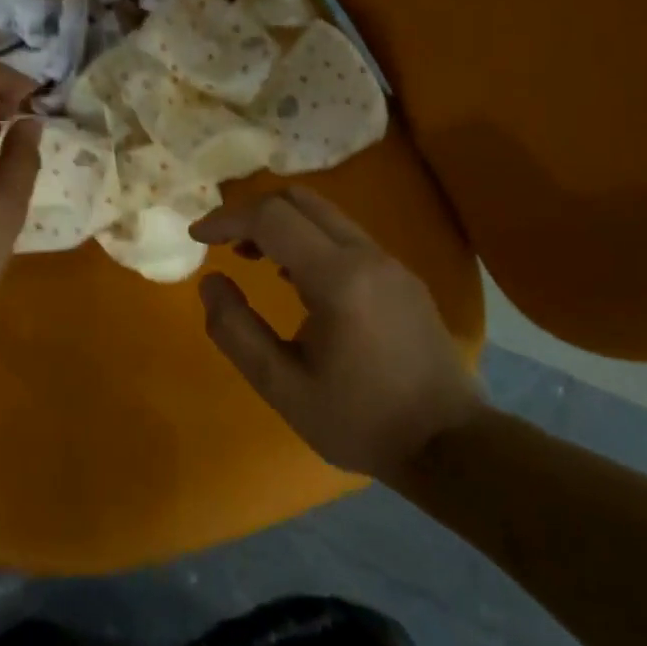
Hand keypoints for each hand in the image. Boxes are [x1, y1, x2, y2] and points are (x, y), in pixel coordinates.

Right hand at [190, 186, 485, 476]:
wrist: (450, 445)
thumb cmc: (359, 420)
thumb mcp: (282, 387)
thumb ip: (236, 331)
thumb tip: (210, 282)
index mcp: (338, 279)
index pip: (271, 218)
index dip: (226, 220)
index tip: (196, 238)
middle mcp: (367, 256)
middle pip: (299, 200)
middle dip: (252, 212)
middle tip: (223, 244)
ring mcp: (390, 264)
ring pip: (325, 215)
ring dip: (281, 224)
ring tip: (251, 259)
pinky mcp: (402, 278)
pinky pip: (345, 236)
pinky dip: (308, 239)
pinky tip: (295, 279)